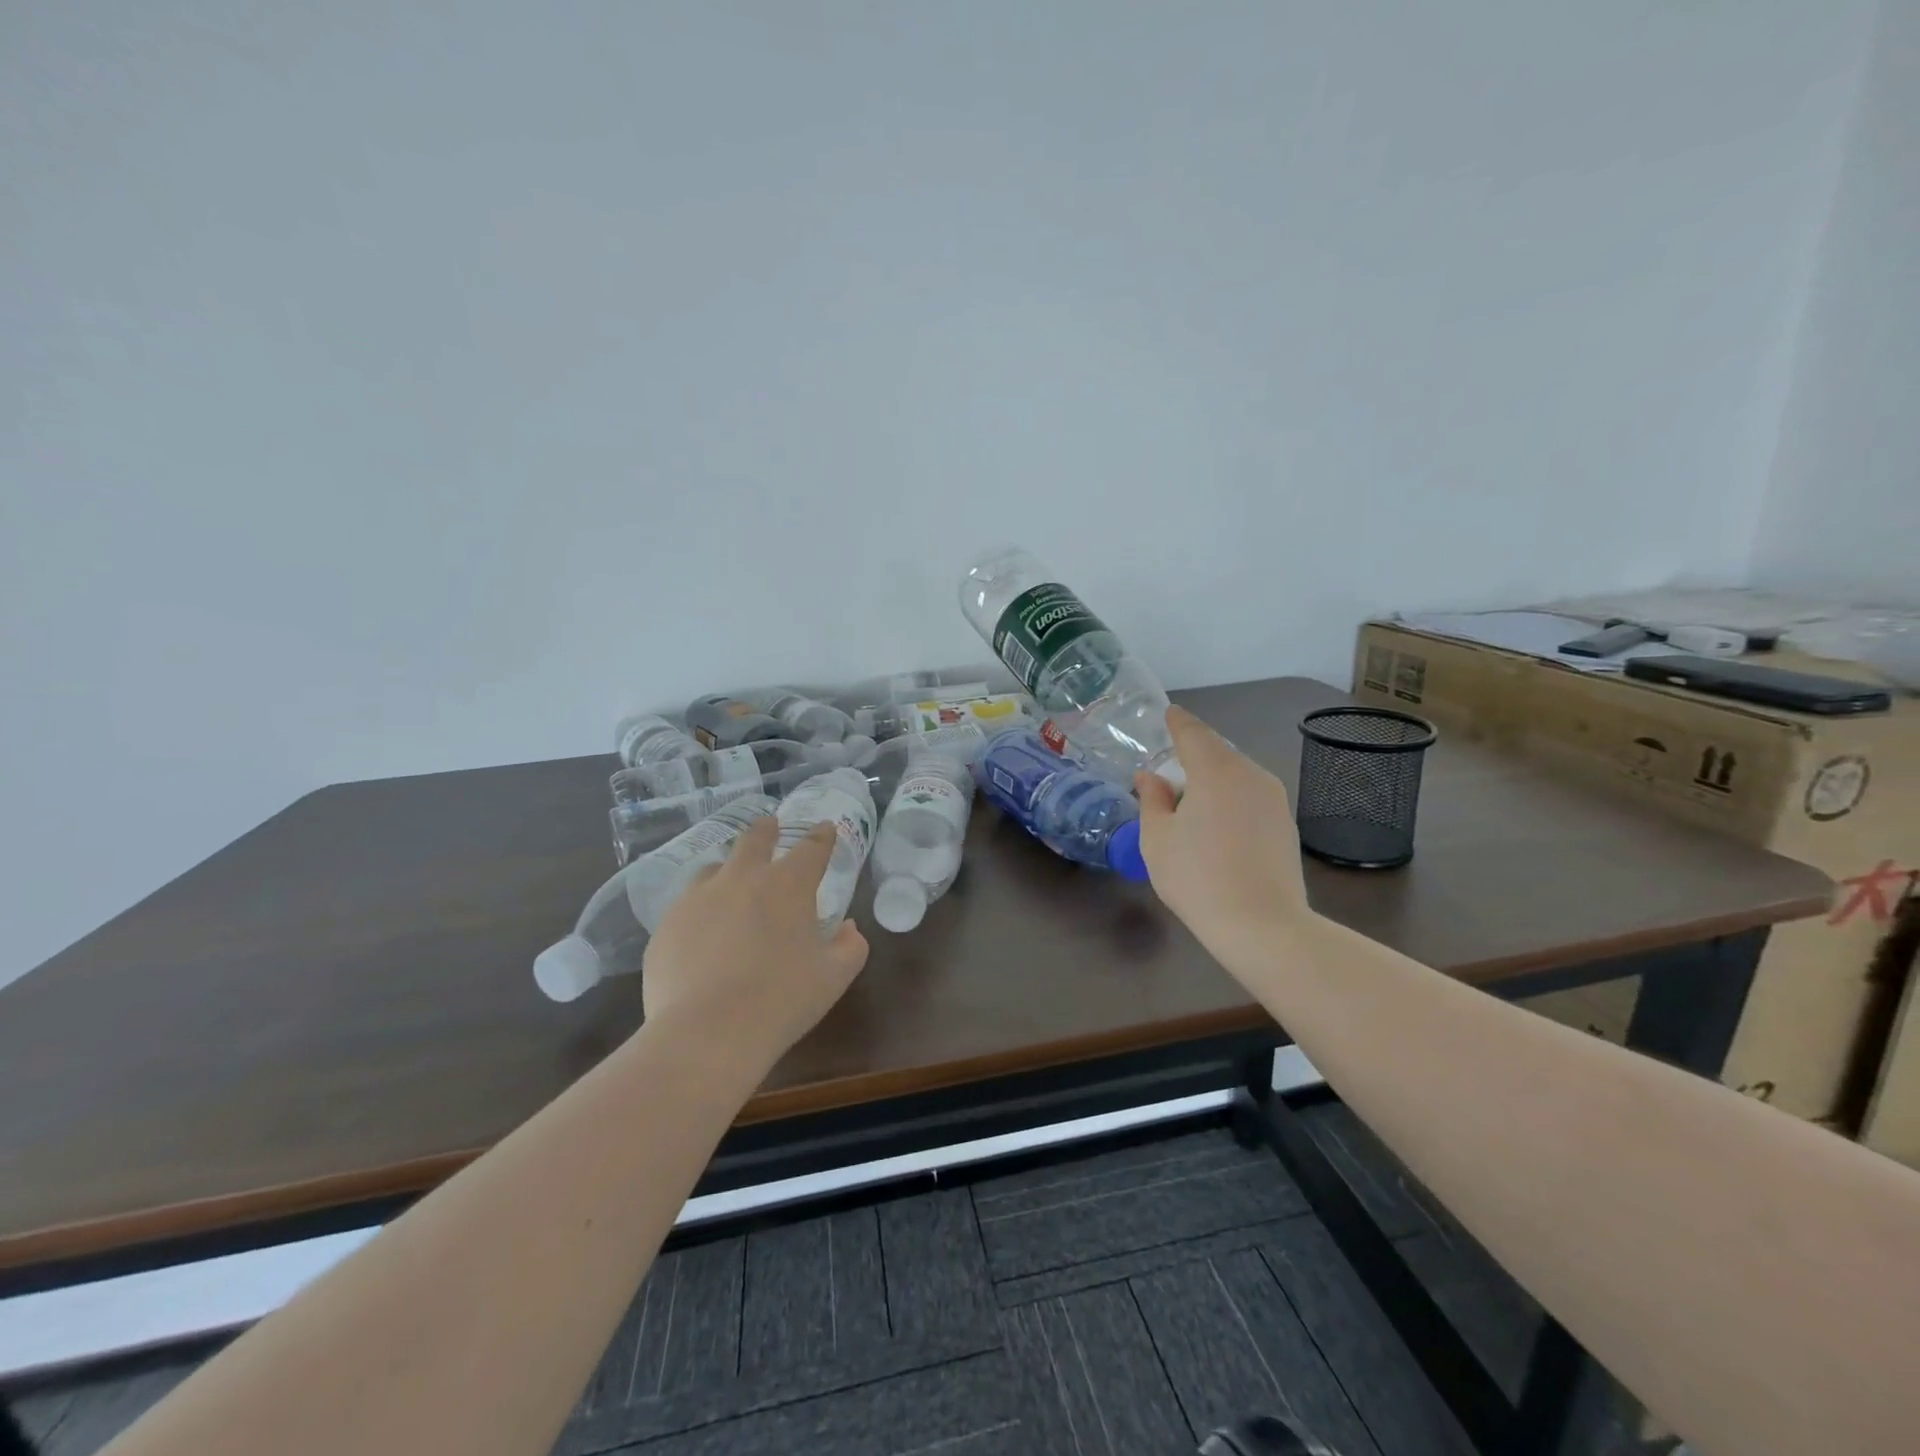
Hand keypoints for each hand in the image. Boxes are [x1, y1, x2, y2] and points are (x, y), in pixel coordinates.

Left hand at [640, 816, 869, 1074]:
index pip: (811, 847)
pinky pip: (687, 908)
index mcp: (788, 885)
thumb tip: (849, 929)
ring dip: (728, 870)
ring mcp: (697, 899)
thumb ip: (850, 946)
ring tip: (732, 885)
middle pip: (754, 839)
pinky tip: (703, 937)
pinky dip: (701, 912)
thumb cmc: (782, 1001)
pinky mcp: (667, 926)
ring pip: (714, 869)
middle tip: (770, 825)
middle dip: (767, 829)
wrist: (706, 1034)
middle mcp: (741, 879)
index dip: (821, 836)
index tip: (825, 828)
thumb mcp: (834, 977)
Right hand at [1135, 706, 1314, 968]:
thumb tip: (1151, 777)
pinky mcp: (1285, 823)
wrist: (1263, 926)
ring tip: (1189, 802)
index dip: (1177, 722)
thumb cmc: (1198, 878)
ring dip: (1212, 778)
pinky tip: (1216, 823)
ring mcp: (1274, 799)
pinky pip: (1250, 795)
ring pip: (1236, 774)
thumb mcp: (1157, 839)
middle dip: (1192, 755)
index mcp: (1215, 771)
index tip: (1168, 714)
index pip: (1193, 733)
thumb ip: (1152, 800)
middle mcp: (1250, 774)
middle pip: (1217, 752)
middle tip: (1168, 770)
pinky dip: (1230, 798)